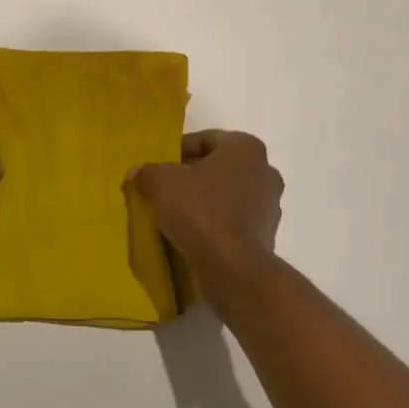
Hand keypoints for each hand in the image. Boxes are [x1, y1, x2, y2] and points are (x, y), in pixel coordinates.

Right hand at [132, 130, 283, 271]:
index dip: (177, 151)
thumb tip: (138, 172)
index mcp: (246, 148)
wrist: (231, 268)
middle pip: (218, 167)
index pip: (205, 139)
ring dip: (204, 201)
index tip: (158, 168)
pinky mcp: (266, 235)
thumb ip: (148, 171)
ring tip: (176, 214)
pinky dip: (215, 223)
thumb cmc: (200, 211)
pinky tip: (193, 234)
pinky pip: (234, 220)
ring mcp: (270, 206)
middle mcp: (265, 171)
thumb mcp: (161, 182)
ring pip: (227, 195)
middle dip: (191, 176)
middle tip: (164, 190)